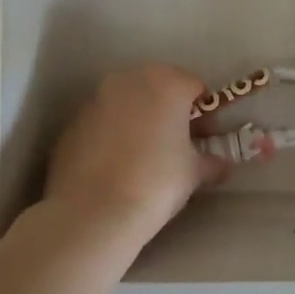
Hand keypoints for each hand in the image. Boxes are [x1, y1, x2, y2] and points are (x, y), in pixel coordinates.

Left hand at [43, 64, 225, 243]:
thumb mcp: (194, 173)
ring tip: (142, 156)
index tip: (204, 139)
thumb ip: (211, 161)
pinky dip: (111, 134)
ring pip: (127, 102)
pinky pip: (102, 121)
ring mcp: (96, 99)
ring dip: (138, 119)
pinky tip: (114, 165)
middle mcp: (129, 81)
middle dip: (169, 110)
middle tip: (175, 144)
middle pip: (159, 87)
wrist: (93, 213)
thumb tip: (221, 164)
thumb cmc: (156, 183)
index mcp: (167, 83)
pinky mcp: (72, 122)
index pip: (195, 87)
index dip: (204, 114)